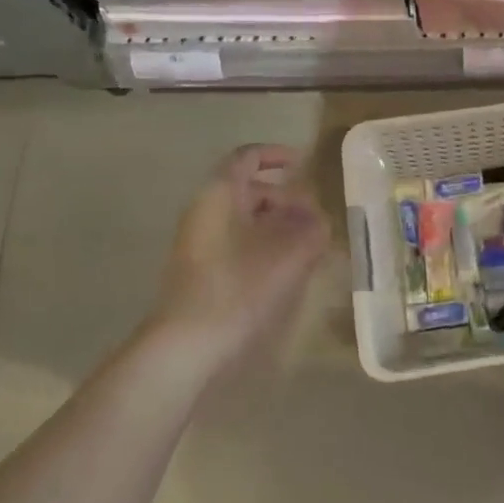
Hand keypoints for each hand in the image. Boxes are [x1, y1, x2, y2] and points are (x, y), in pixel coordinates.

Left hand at [148, 145, 330, 372]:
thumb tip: (317, 219)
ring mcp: (198, 244)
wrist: (185, 347)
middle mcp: (204, 211)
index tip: (304, 164)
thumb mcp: (289, 253)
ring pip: (243, 221)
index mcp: (220, 194)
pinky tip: (285, 271)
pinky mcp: (200, 273)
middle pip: (247, 190)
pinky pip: (237, 245)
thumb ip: (311, 228)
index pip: (248, 157)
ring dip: (276, 226)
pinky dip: (263, 247)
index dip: (276, 155)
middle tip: (314, 217)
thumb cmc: (238, 287)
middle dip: (284, 198)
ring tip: (308, 246)